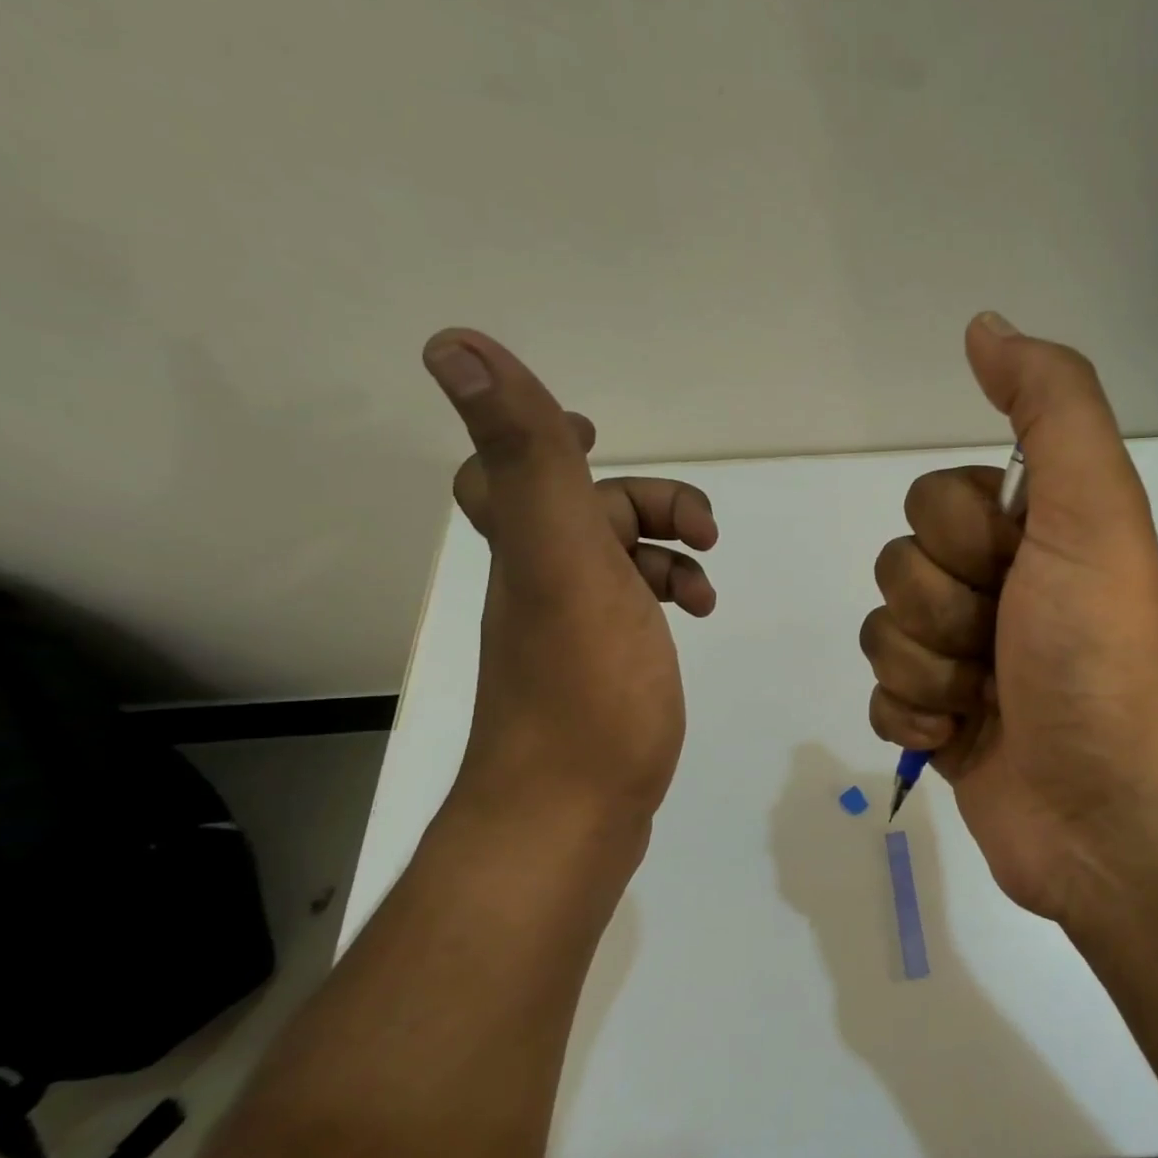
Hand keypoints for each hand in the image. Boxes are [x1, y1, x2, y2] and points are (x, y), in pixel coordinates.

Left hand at [423, 329, 717, 849]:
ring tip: (704, 584)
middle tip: (701, 531)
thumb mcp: (564, 559)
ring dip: (666, 555)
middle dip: (648, 505)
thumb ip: (529, 458)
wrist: (573, 814)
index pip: (508, 472)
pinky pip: (632, 613)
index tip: (596, 433)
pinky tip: (693, 618)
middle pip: (583, 515)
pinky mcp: (602, 675)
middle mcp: (539, 585)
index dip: (541, 438)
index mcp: (529, 550)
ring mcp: (571, 634)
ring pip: (616, 565)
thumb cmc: (584, 687)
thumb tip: (453, 343)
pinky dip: (665, 600)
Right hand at [859, 313, 1157, 923]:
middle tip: (1004, 646)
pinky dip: (914, 720)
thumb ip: (1051, 406)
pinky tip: (959, 739)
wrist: (1105, 807)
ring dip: (929, 672)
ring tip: (987, 703)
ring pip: (883, 633)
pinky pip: (882, 698)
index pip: (932, 502)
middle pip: (899, 566)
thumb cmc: (1096, 652)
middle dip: (942, 612)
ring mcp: (967, 663)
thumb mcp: (1092, 508)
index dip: (961, 539)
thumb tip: (985, 327)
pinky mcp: (943, 726)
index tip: (1014, 573)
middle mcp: (999, 591)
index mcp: (1031, 536)